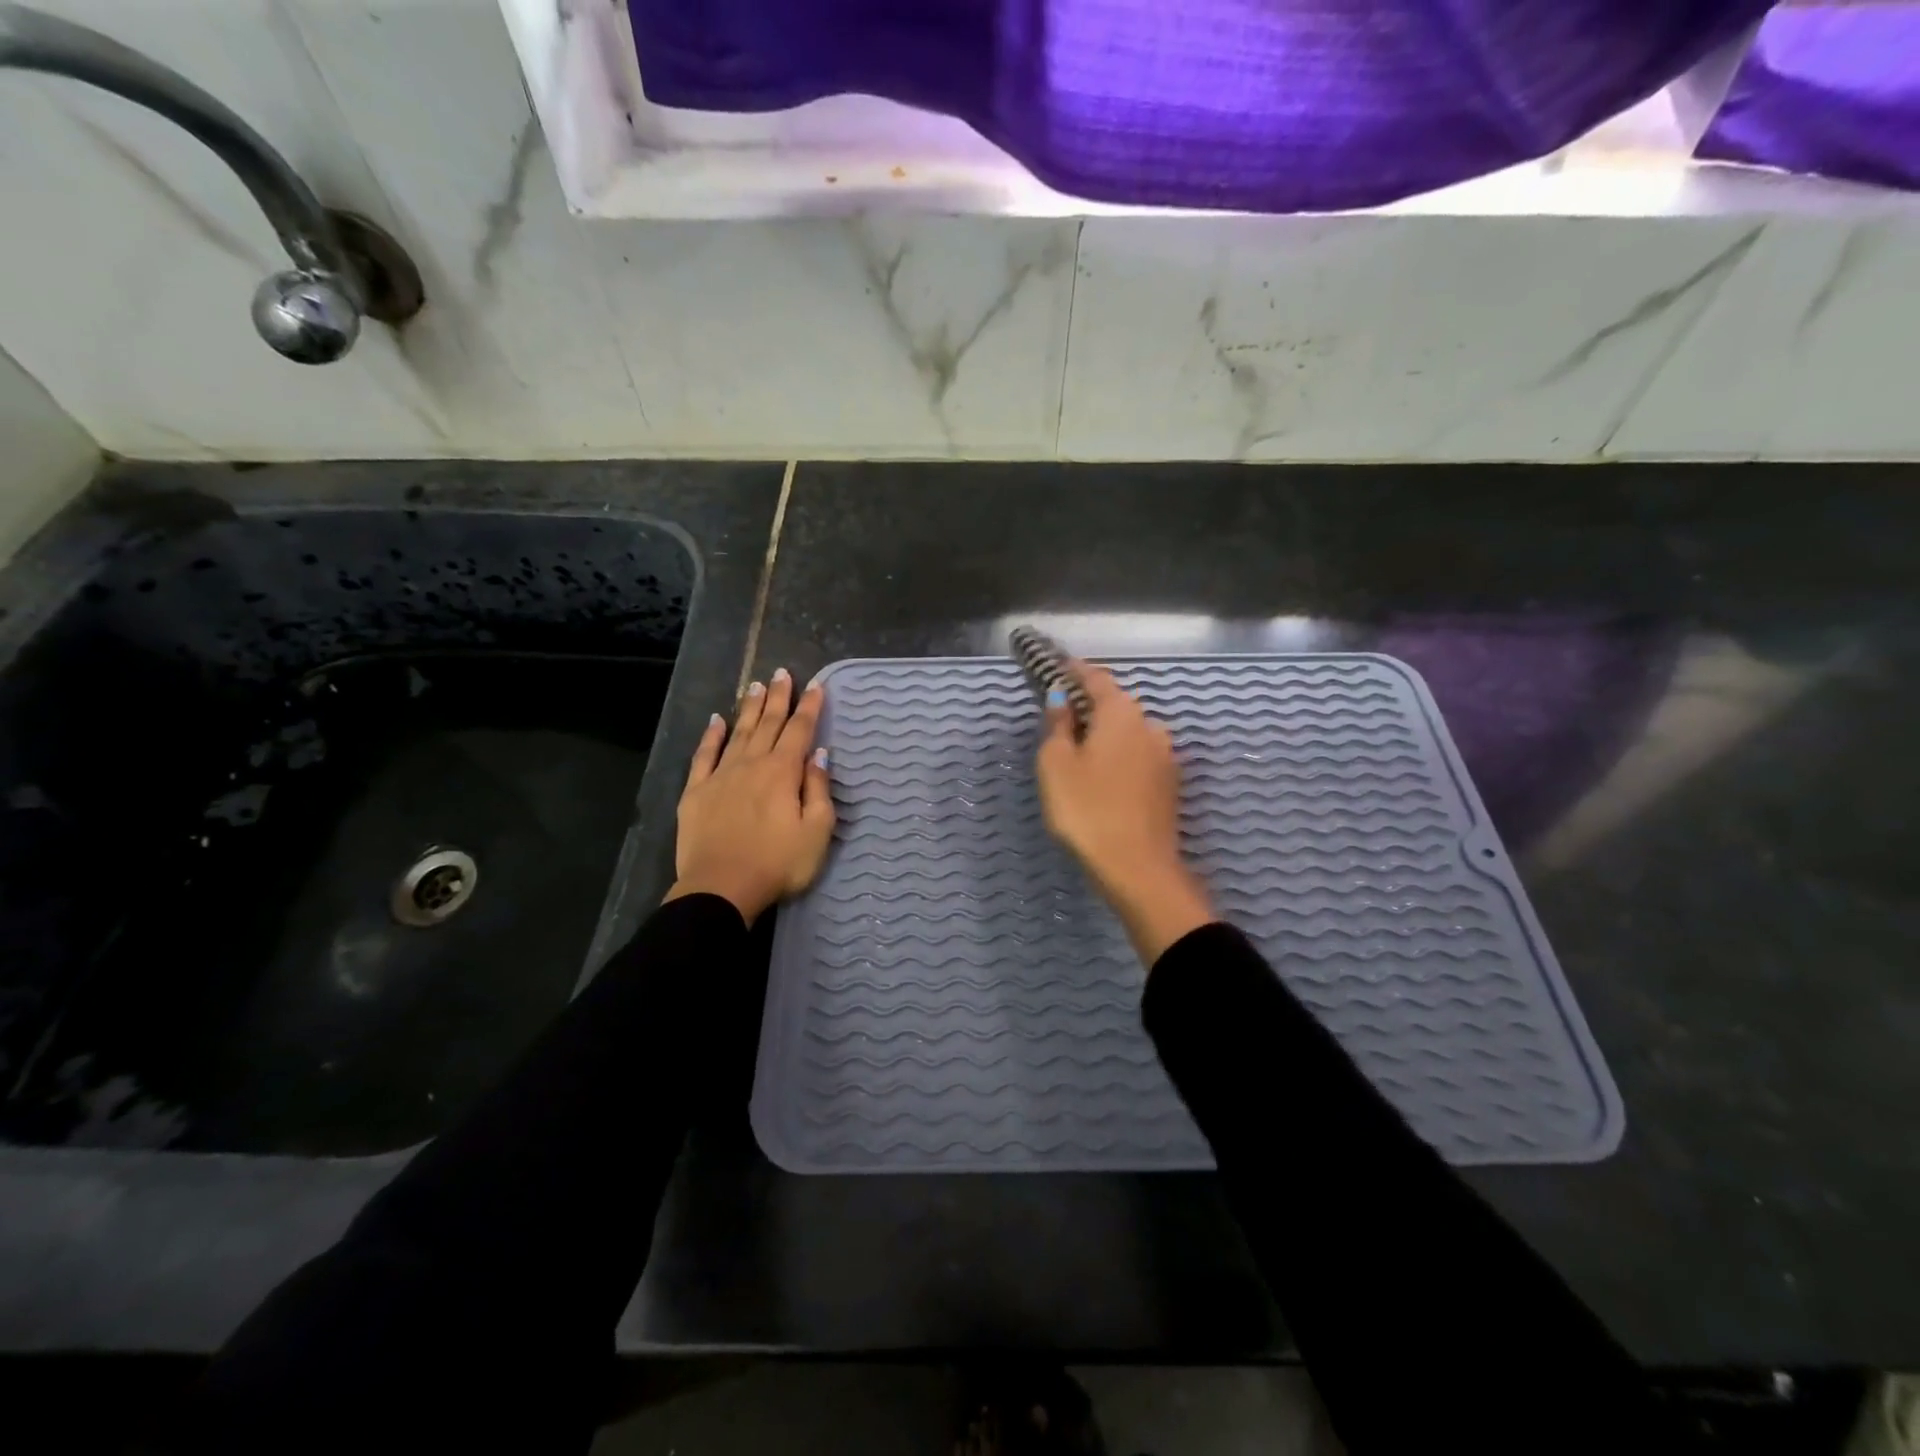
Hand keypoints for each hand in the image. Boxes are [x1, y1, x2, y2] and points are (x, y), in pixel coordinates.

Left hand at [668, 668, 834, 922]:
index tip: (816, 685)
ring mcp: (721, 775)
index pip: (799, 731)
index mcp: (783, 772)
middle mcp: (752, 764)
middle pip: (768, 724)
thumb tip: (818, 754)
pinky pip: (704, 755)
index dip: (809, 707)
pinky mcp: (696, 791)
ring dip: (749, 708)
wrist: (721, 888)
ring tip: (756, 685)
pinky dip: (711, 735)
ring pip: (738, 732)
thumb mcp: (816, 832)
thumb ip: (818, 789)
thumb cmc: (778, 864)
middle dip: (778, 697)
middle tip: (782, 672)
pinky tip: (716, 720)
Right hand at [1036, 662, 1214, 964]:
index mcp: (1121, 714)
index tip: (1058, 668)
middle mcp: (1150, 727)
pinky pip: (1140, 758)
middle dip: (1091, 707)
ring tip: (1083, 754)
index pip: (1097, 679)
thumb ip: (1058, 726)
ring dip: (1108, 736)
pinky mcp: (1170, 786)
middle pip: (1116, 706)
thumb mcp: (1056, 765)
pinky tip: (1106, 779)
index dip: (1075, 671)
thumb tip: (1062, 699)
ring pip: (1131, 734)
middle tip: (1063, 719)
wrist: (1137, 868)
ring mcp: (1165, 757)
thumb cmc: (1087, 810)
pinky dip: (1121, 758)